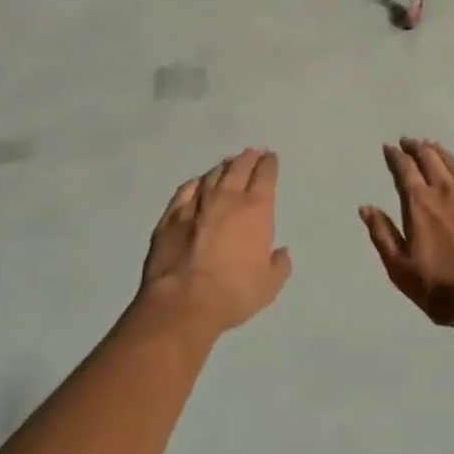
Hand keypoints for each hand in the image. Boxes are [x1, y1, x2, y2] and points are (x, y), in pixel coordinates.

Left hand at [139, 149, 291, 336]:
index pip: (265, 176)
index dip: (269, 164)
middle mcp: (227, 198)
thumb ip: (279, 265)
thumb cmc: (235, 293)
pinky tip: (197, 183)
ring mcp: (196, 205)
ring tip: (228, 163)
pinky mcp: (171, 216)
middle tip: (252, 153)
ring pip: (212, 175)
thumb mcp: (269, 284)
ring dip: (223, 167)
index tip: (270, 157)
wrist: (184, 301)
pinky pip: (186, 191)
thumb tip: (281, 252)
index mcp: (256, 210)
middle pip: (239, 168)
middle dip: (248, 158)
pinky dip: (195, 183)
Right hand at [359, 139, 453, 334]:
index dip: (395, 156)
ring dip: (439, 151)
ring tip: (432, 146)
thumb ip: (382, 235)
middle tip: (409, 141)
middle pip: (429, 158)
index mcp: (419, 203)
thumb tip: (366, 207)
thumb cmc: (445, 289)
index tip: (390, 148)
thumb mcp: (401, 270)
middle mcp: (446, 189)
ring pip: (453, 161)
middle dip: (416, 147)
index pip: (404, 170)